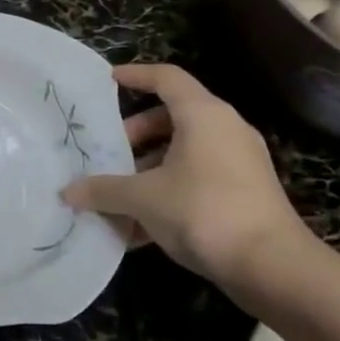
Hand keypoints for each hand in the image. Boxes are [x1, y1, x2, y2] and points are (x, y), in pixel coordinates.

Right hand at [63, 63, 312, 290]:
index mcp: (203, 115)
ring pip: (184, 152)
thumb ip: (103, 190)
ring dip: (148, 169)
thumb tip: (68, 191)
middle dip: (135, 135)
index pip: (167, 78)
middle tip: (108, 154)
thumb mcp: (142, 199)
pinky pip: (197, 178)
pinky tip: (140, 228)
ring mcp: (239, 162)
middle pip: (172, 117)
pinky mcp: (245, 192)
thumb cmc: (202, 211)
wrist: (271, 264)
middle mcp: (225, 129)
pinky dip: (168, 191)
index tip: (108, 81)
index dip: (135, 76)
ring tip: (118, 195)